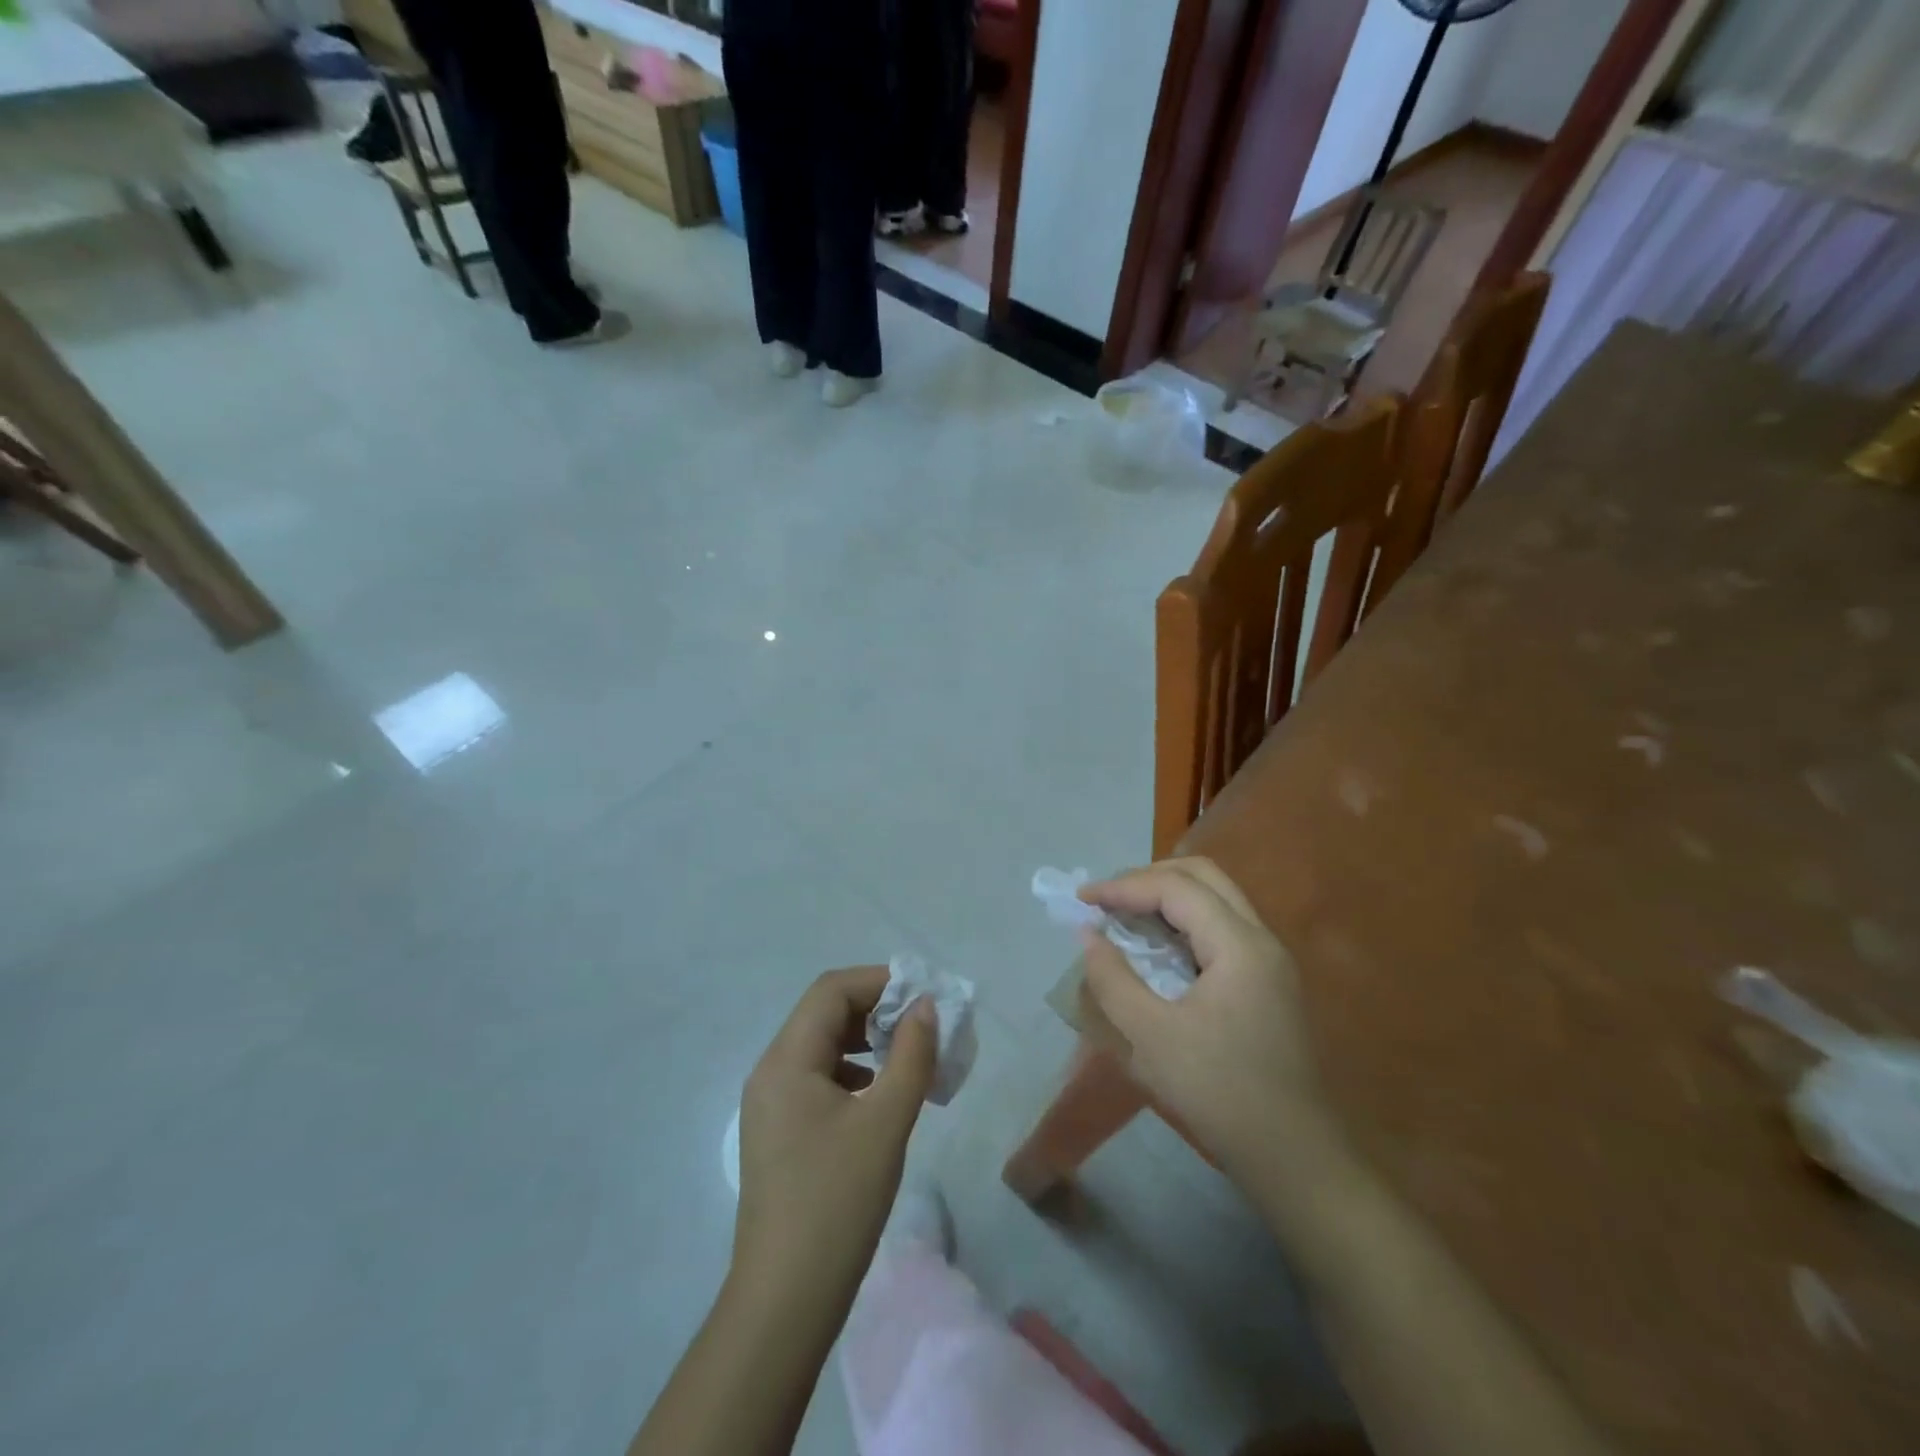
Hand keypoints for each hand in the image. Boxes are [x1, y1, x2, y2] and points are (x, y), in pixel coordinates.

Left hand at [733, 966, 937, 1296]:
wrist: (784, 1301)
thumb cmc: (837, 1202)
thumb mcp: (886, 1122)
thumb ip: (910, 1056)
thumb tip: (925, 1007)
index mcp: (786, 1060)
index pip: (831, 990)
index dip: (880, 982)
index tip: (924, 997)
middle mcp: (770, 1071)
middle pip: (824, 1013)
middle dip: (876, 1009)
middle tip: (922, 1025)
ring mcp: (770, 1104)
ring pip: (821, 1046)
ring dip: (866, 1040)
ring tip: (908, 1056)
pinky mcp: (778, 1132)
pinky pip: (817, 1078)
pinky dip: (852, 1071)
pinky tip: (880, 1095)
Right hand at [1079, 858, 1340, 1180]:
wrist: (1293, 1157)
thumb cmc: (1219, 1094)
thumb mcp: (1151, 1038)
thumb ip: (1113, 980)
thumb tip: (1089, 936)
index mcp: (1240, 946)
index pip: (1177, 888)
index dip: (1124, 887)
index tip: (1082, 901)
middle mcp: (1261, 939)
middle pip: (1203, 877)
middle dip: (1148, 878)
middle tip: (1106, 899)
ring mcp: (1270, 960)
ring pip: (1216, 898)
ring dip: (1166, 896)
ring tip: (1123, 914)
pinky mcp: (1267, 981)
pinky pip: (1221, 927)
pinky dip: (1183, 921)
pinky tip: (1156, 944)